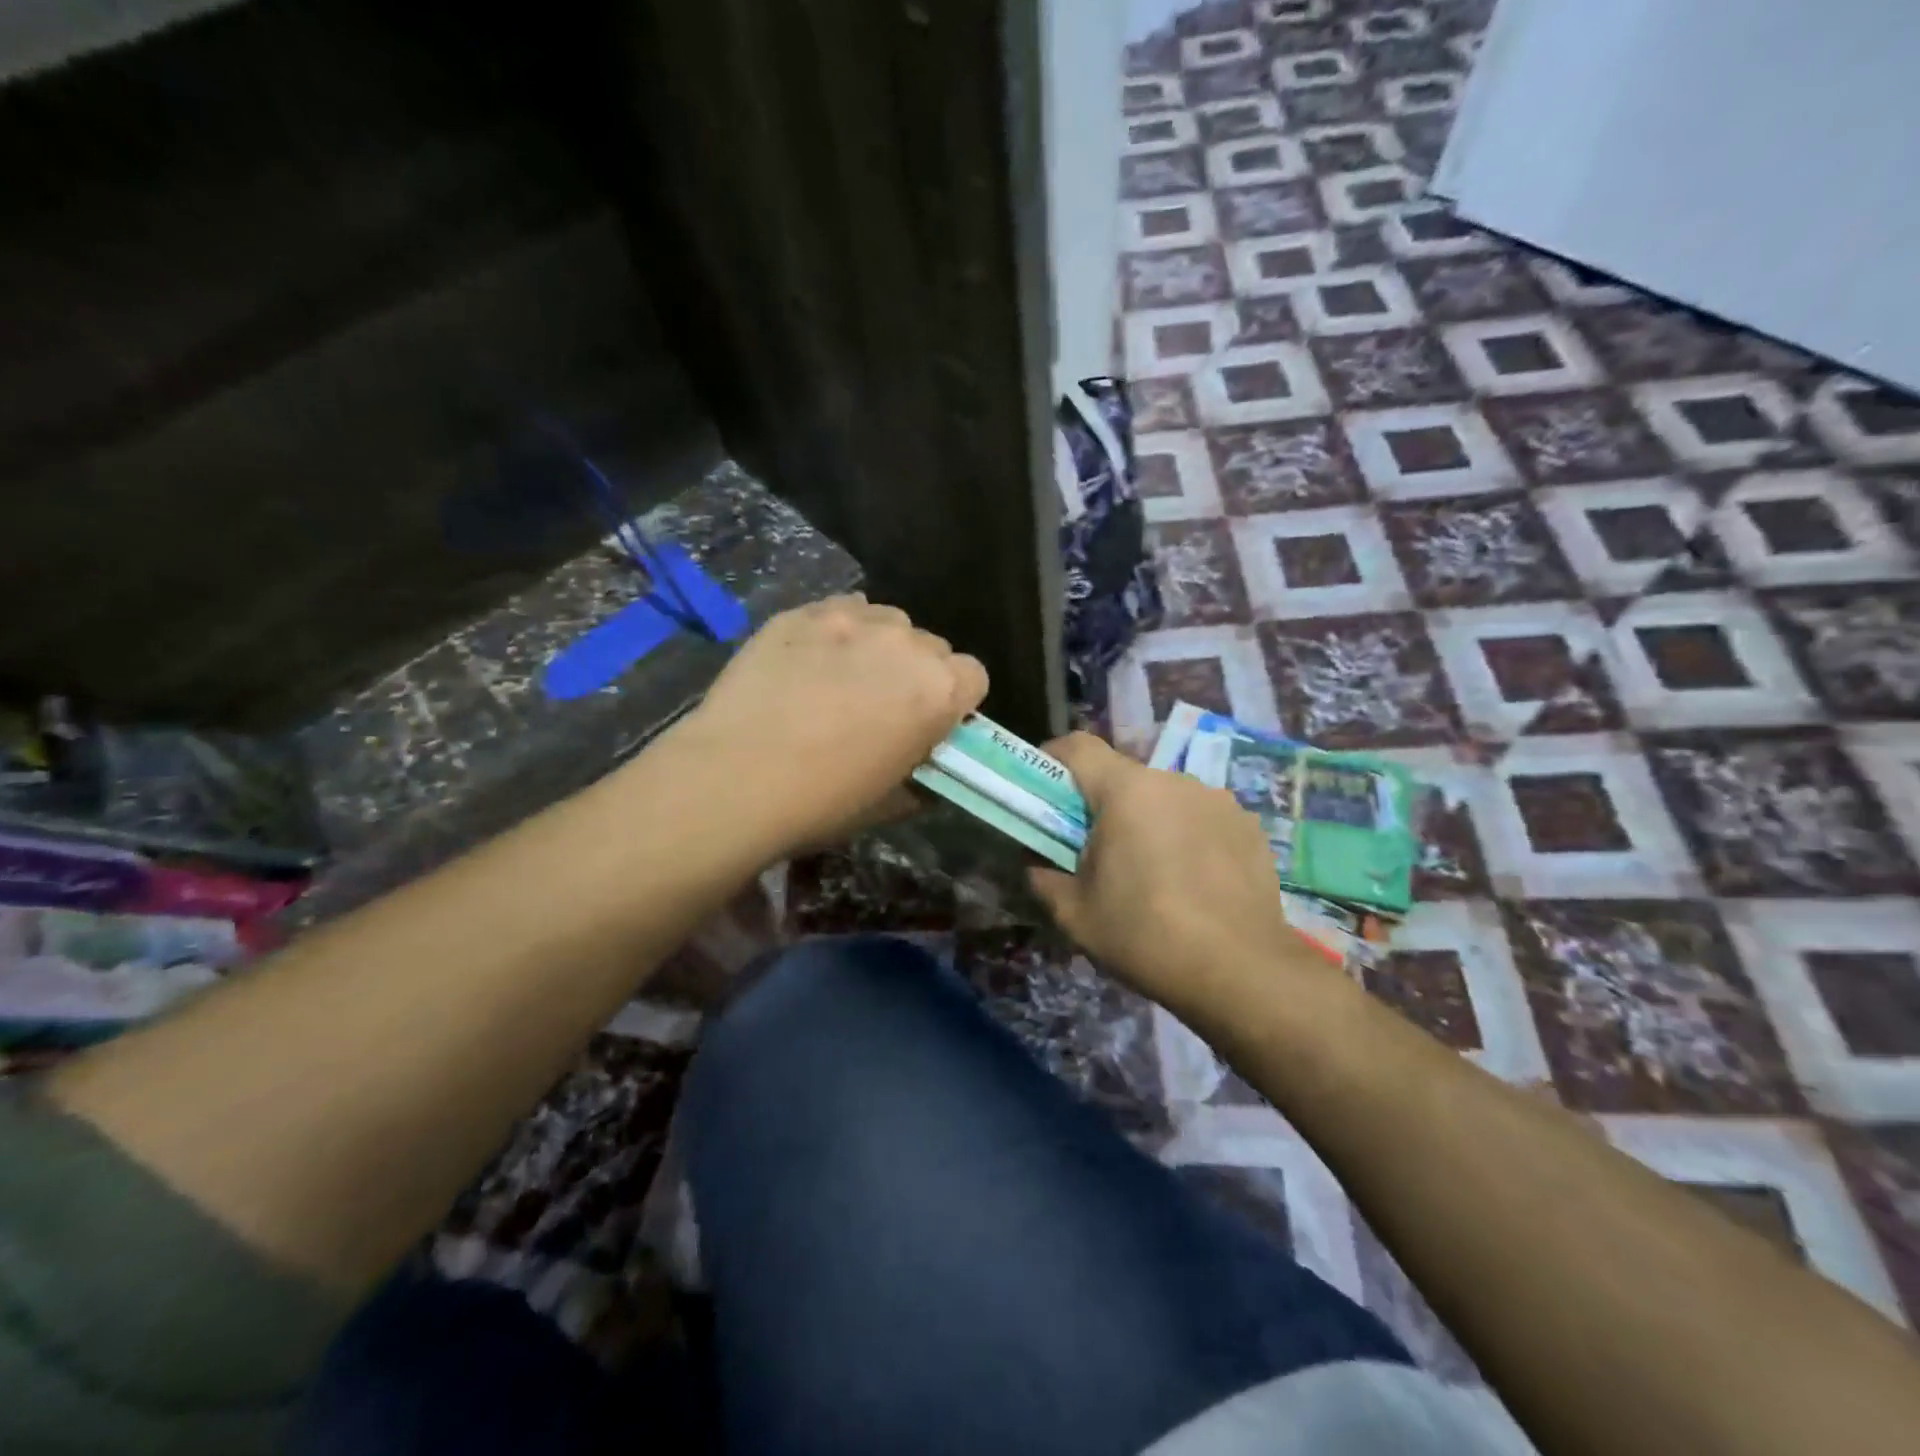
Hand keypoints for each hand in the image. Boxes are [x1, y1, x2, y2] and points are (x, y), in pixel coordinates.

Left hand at [666, 595, 987, 858]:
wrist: (736, 777)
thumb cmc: (823, 801)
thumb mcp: (889, 803)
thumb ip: (919, 777)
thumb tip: (921, 770)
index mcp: (939, 691)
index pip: (974, 676)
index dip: (954, 700)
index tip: (929, 722)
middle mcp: (906, 644)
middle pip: (932, 647)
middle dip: (916, 672)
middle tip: (881, 705)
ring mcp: (852, 621)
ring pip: (887, 621)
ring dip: (879, 646)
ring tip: (842, 676)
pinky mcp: (803, 612)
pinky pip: (840, 610)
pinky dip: (836, 631)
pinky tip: (809, 661)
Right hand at [1028, 733, 1328, 1021]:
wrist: (1241, 972)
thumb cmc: (1145, 936)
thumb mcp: (1075, 914)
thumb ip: (1044, 877)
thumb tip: (1037, 863)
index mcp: (1126, 791)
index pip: (1079, 746)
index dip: (1054, 758)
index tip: (1044, 789)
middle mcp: (1174, 781)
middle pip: (1124, 776)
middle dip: (1103, 804)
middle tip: (1096, 850)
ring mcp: (1218, 800)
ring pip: (1165, 798)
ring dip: (1148, 820)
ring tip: (1152, 872)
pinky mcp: (1249, 826)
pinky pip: (1202, 818)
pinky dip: (1187, 836)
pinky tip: (1193, 882)